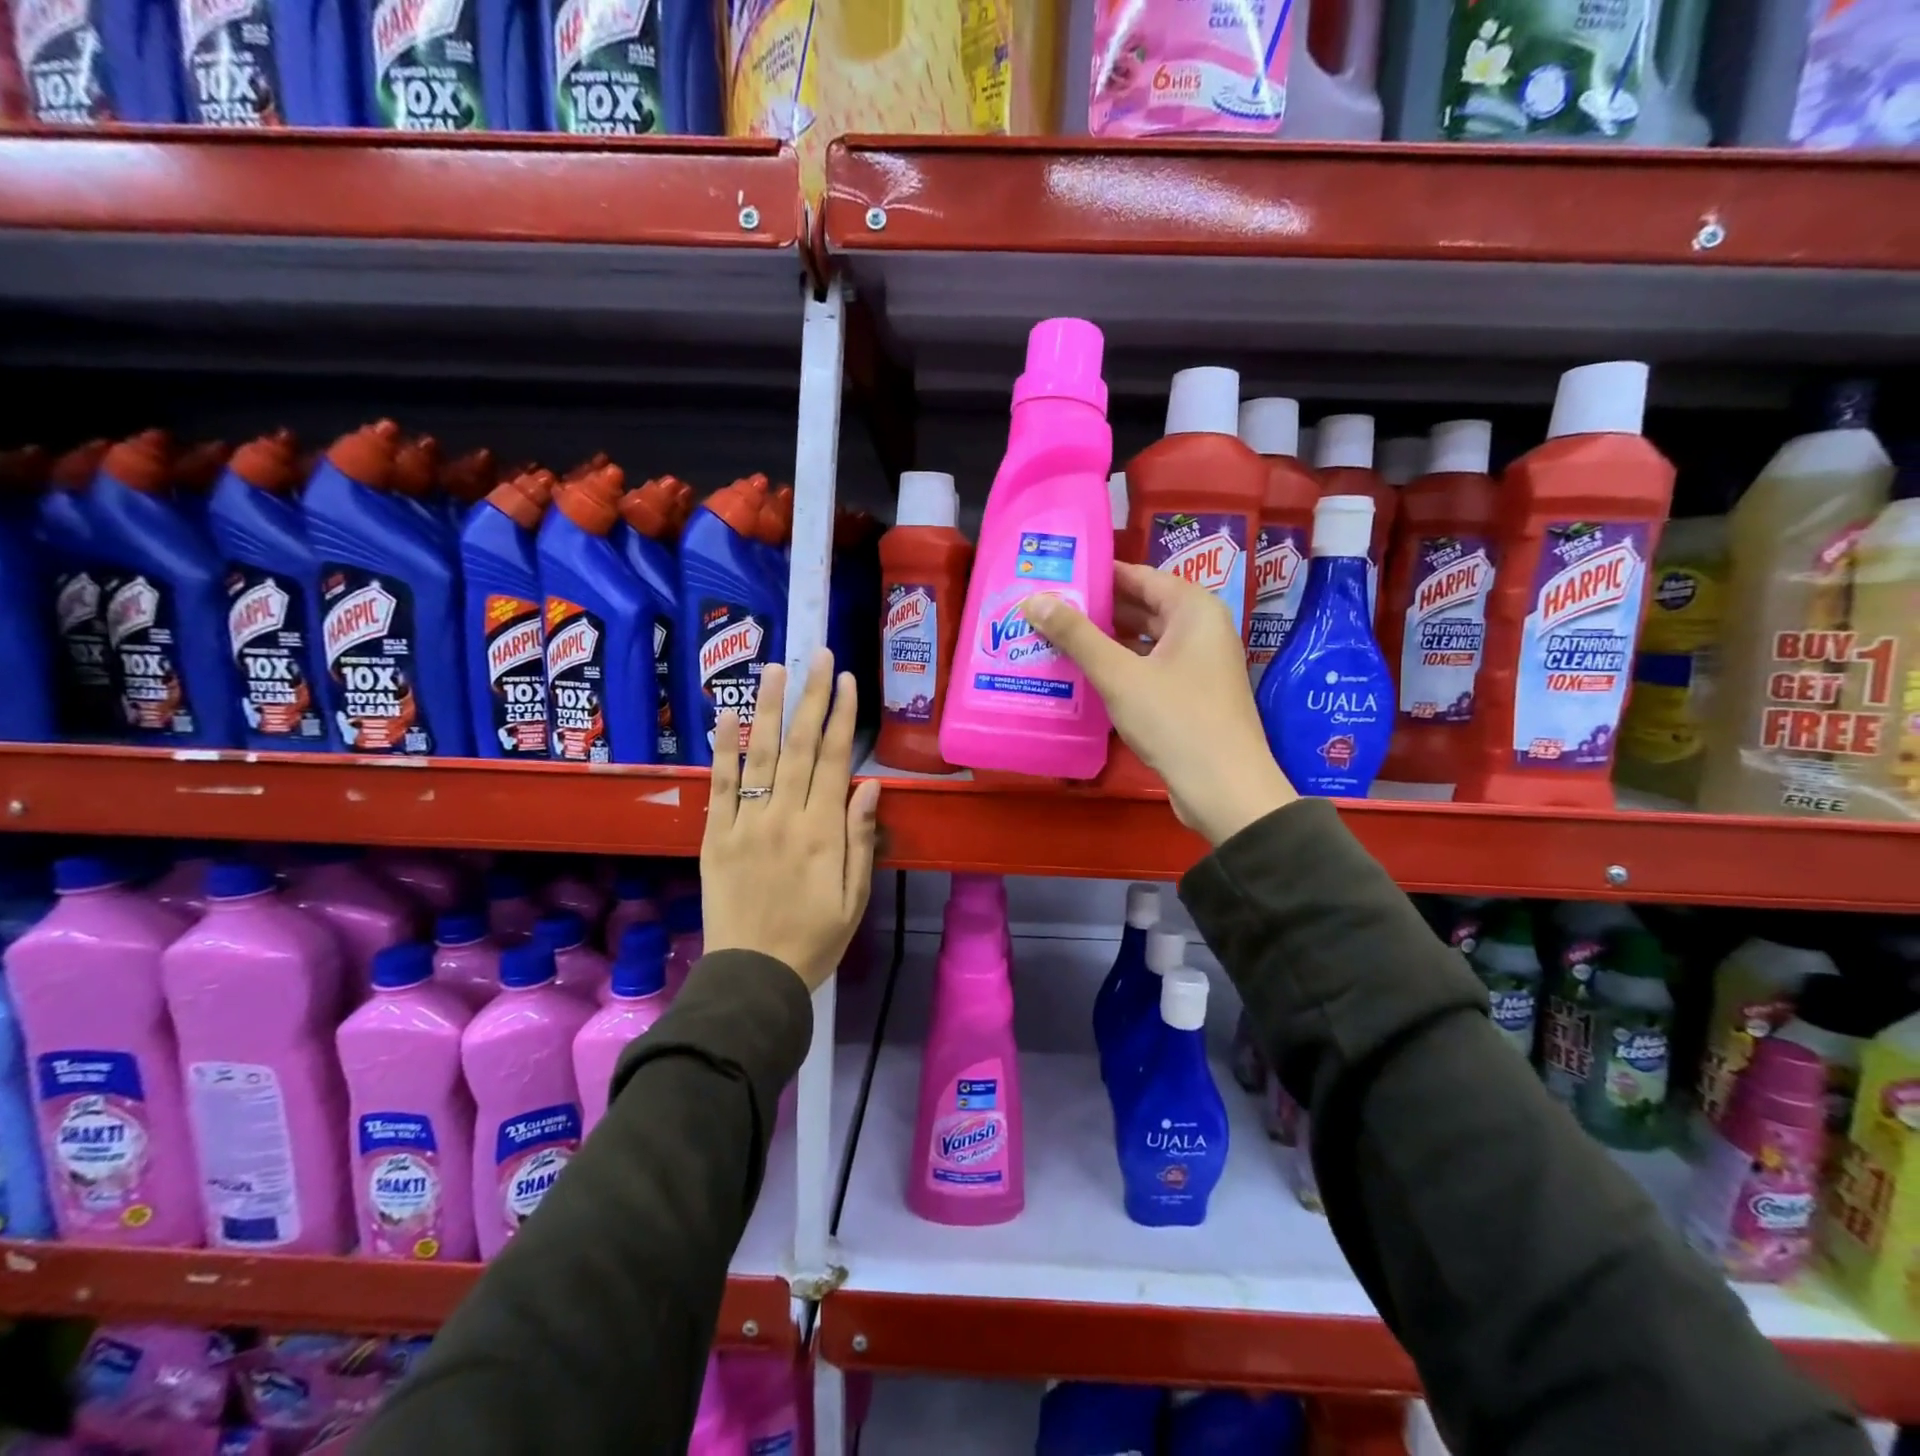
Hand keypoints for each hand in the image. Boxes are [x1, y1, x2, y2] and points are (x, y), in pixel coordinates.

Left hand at [702, 649, 881, 991]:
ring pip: (761, 755)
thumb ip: (861, 838)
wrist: (754, 977)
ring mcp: (746, 824)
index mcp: (824, 833)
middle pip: (802, 746)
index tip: (847, 680)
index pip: (836, 760)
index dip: (843, 716)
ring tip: (775, 667)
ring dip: (769, 708)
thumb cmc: (815, 940)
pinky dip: (724, 749)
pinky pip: (720, 785)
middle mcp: (785, 818)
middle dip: (812, 696)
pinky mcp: (715, 836)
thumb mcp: (854, 897)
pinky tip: (726, 715)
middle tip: (818, 654)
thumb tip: (870, 784)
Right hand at [1025, 565, 1295, 845]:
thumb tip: (1033, 600)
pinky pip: (1149, 669)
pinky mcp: (1191, 696)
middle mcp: (1201, 629)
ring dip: (1104, 642)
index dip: (1097, 575)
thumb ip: (1076, 635)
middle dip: (1096, 610)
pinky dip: (1120, 668)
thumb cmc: (1175, 720)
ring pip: (1144, 641)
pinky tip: (1084, 676)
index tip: (1055, 575)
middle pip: (1141, 607)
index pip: (1138, 576)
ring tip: (1055, 640)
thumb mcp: (1118, 675)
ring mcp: (1198, 665)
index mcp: (1193, 609)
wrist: (1224, 788)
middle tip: (1046, 609)